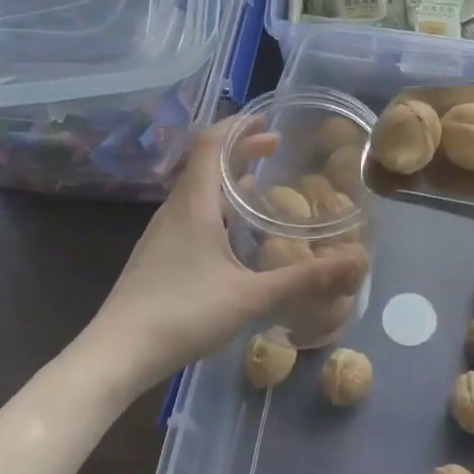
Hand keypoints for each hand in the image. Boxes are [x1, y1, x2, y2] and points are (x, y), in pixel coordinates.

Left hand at [82, 124, 364, 385]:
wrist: (117, 353)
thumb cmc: (183, 314)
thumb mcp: (251, 296)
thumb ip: (304, 278)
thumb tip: (356, 261)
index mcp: (194, 205)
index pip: (210, 144)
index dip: (237, 125)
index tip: (267, 119)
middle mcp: (175, 210)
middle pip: (205, 162)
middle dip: (240, 149)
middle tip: (275, 146)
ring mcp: (162, 233)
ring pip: (196, 189)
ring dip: (227, 177)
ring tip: (258, 182)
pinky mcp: (157, 254)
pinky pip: (191, 212)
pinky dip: (216, 203)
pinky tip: (233, 231)